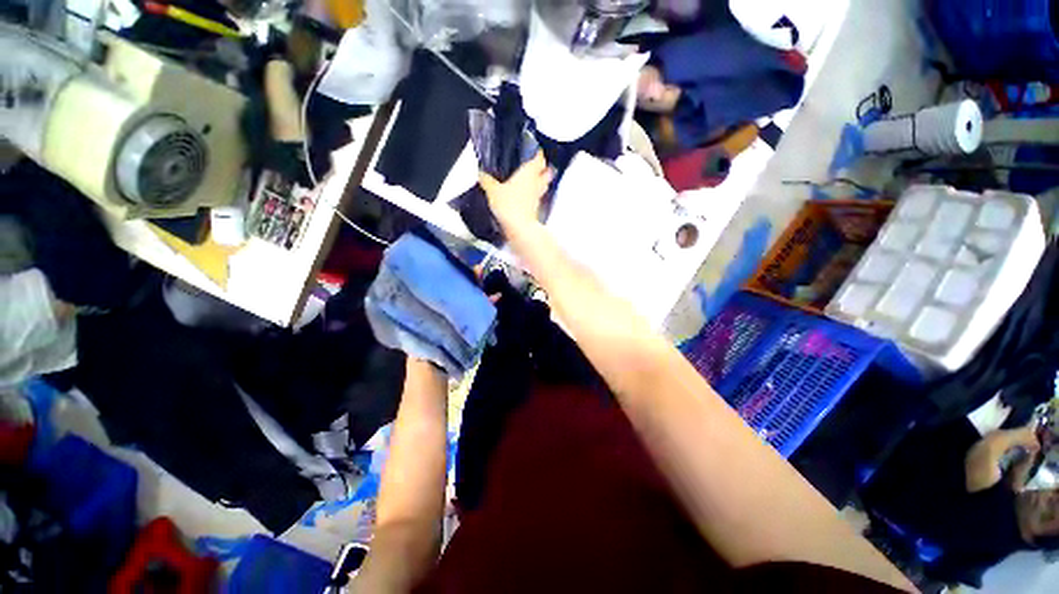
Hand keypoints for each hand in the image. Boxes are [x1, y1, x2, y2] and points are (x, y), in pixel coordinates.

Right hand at [479, 152, 552, 234]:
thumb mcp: (493, 191)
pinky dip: (534, 195)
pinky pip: (537, 198)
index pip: (539, 158)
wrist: (519, 227)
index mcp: (528, 172)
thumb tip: (481, 174)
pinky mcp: (536, 209)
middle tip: (537, 165)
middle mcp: (536, 183)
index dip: (538, 153)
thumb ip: (487, 181)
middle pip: (547, 172)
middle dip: (544, 168)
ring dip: (541, 182)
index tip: (535, 150)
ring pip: (544, 185)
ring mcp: (538, 197)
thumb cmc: (509, 205)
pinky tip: (526, 197)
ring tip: (533, 180)